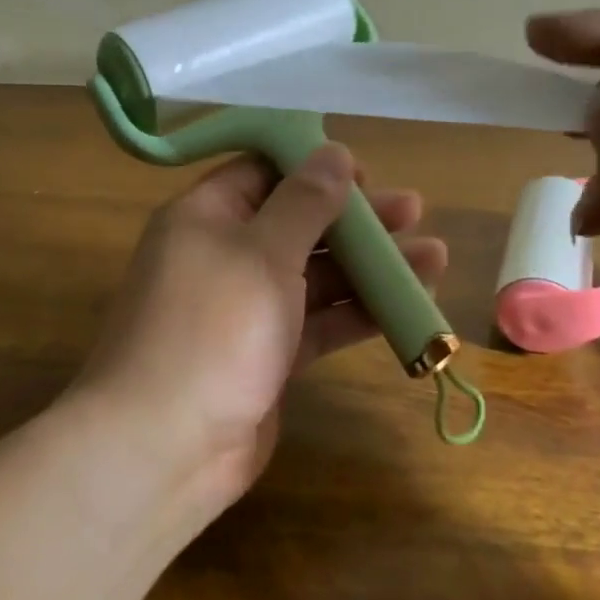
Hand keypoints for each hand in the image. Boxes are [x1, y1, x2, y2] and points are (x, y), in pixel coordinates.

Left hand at [79, 144, 446, 511]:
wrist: (165, 446)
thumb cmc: (212, 329)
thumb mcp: (263, 253)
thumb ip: (304, 202)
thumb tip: (334, 153)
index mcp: (207, 217)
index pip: (262, 172)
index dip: (313, 168)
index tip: (365, 174)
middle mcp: (225, 255)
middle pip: (298, 222)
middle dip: (356, 218)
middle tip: (414, 210)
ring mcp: (247, 309)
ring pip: (315, 275)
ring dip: (370, 266)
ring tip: (434, 256)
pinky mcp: (268, 355)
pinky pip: (318, 321)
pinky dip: (358, 312)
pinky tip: (408, 304)